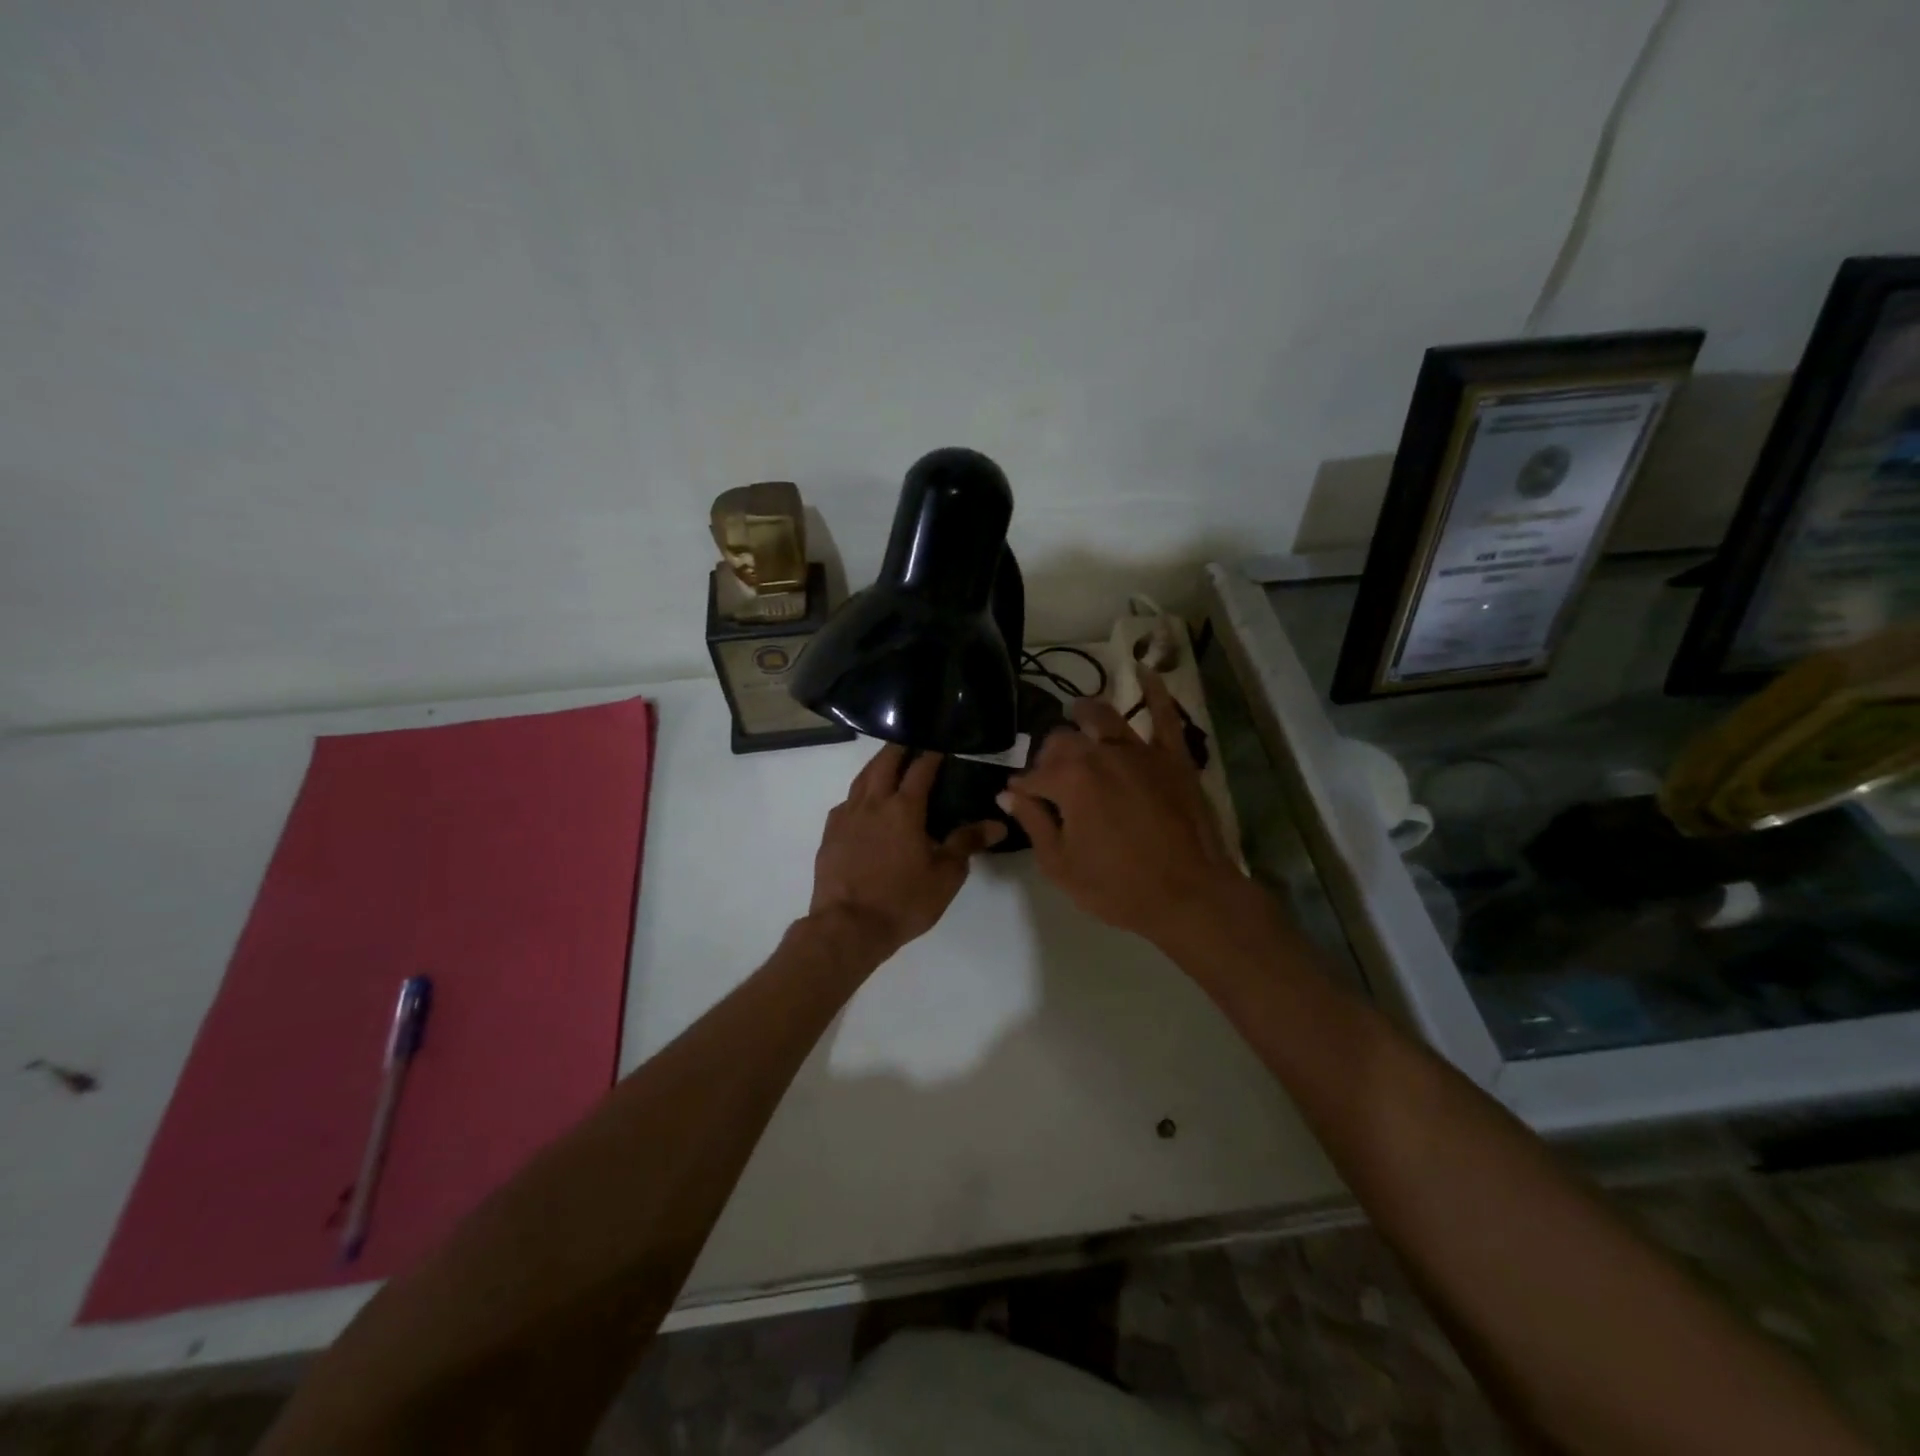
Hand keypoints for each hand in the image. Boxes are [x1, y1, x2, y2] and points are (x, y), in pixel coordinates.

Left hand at [808, 744, 1005, 961]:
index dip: (933, 753)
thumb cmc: (903, 901)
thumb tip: (998, 823)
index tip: (942, 742)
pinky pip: (846, 802)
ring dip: (877, 765)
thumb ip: (967, 843)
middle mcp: (873, 803)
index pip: (921, 769)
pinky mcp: (830, 834)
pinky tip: (863, 802)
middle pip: (885, 763)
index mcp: (904, 809)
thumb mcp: (945, 876)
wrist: (848, 927)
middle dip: (899, 748)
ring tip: (888, 761)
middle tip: (911, 739)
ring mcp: (847, 817)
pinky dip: (859, 793)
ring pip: (862, 779)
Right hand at [998, 669, 1247, 948]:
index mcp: (1069, 779)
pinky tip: (1145, 671)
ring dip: (1084, 713)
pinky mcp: (1173, 757)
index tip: (1016, 799)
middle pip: (1063, 740)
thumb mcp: (1061, 865)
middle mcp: (1100, 753)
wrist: (1189, 896)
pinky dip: (1154, 691)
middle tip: (1048, 774)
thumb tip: (1007, 794)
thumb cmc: (1118, 887)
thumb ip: (1033, 823)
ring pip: (1103, 717)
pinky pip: (1164, 715)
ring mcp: (1140, 751)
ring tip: (1075, 711)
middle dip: (1048, 755)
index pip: (1032, 776)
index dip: (1021, 789)